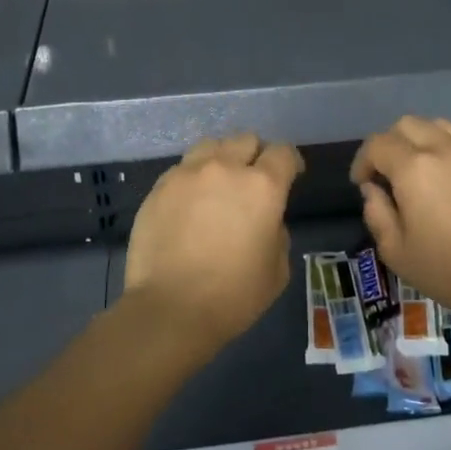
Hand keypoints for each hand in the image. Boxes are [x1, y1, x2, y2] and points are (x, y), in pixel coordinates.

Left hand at [123, 132, 303, 351]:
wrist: (170, 309)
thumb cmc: (233, 296)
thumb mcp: (277, 270)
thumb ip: (277, 232)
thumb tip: (265, 221)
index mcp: (262, 186)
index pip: (283, 153)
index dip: (290, 161)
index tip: (291, 175)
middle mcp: (225, 168)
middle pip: (245, 140)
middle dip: (255, 155)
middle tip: (253, 179)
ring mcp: (187, 174)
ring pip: (211, 145)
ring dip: (222, 158)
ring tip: (219, 182)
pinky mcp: (159, 187)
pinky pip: (182, 168)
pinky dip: (193, 178)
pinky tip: (190, 202)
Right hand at [350, 116, 450, 323]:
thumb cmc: (448, 270)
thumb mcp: (396, 251)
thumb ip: (377, 213)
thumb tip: (373, 189)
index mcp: (414, 168)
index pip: (377, 144)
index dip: (363, 161)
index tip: (362, 183)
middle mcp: (444, 149)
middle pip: (407, 124)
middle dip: (390, 144)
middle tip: (388, 173)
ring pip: (439, 126)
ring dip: (421, 140)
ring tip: (421, 169)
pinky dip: (449, 150)